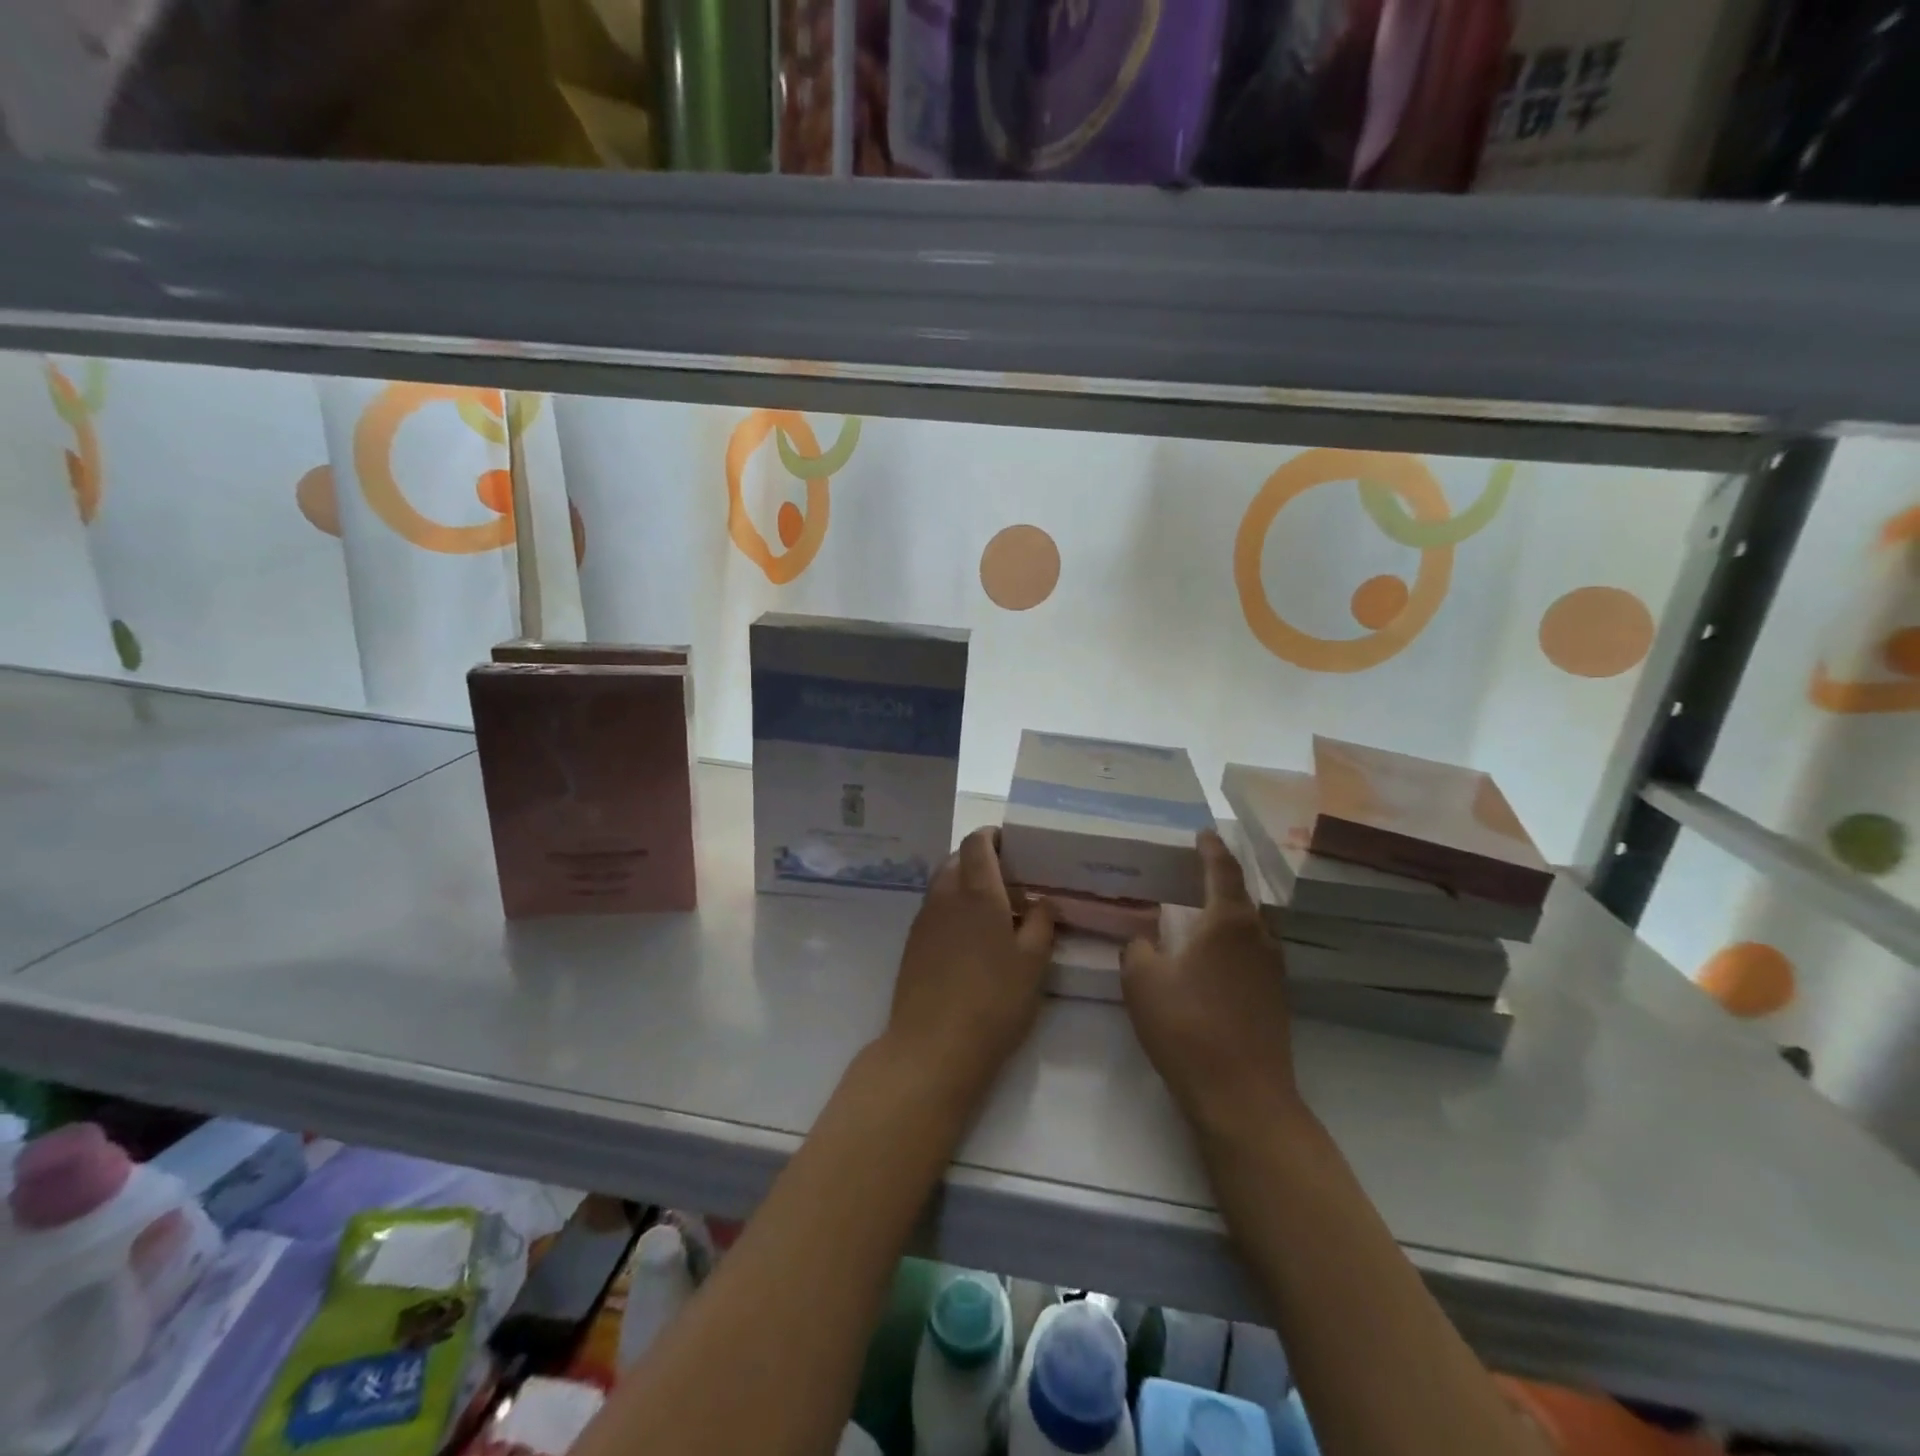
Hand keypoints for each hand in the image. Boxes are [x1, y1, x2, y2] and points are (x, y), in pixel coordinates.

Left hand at [885, 827, 1056, 1099]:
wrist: (932, 1047)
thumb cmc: (993, 1001)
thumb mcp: (1033, 963)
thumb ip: (1041, 924)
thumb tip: (1043, 900)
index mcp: (976, 892)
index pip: (976, 842)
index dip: (993, 836)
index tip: (1014, 844)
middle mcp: (944, 896)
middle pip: (957, 860)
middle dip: (980, 861)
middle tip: (1010, 881)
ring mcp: (923, 921)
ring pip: (943, 885)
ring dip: (965, 885)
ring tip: (994, 911)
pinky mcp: (912, 945)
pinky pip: (934, 911)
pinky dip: (952, 909)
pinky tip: (971, 940)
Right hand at [1121, 831, 1302, 1141]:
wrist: (1242, 1096)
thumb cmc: (1187, 1027)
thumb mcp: (1142, 980)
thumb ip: (1138, 947)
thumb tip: (1146, 938)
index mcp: (1229, 921)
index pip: (1222, 868)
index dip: (1210, 847)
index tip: (1202, 832)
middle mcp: (1259, 936)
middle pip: (1240, 896)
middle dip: (1217, 880)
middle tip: (1190, 872)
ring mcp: (1273, 969)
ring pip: (1248, 927)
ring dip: (1225, 915)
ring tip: (1198, 913)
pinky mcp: (1276, 998)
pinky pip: (1251, 954)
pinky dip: (1231, 944)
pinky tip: (1210, 959)